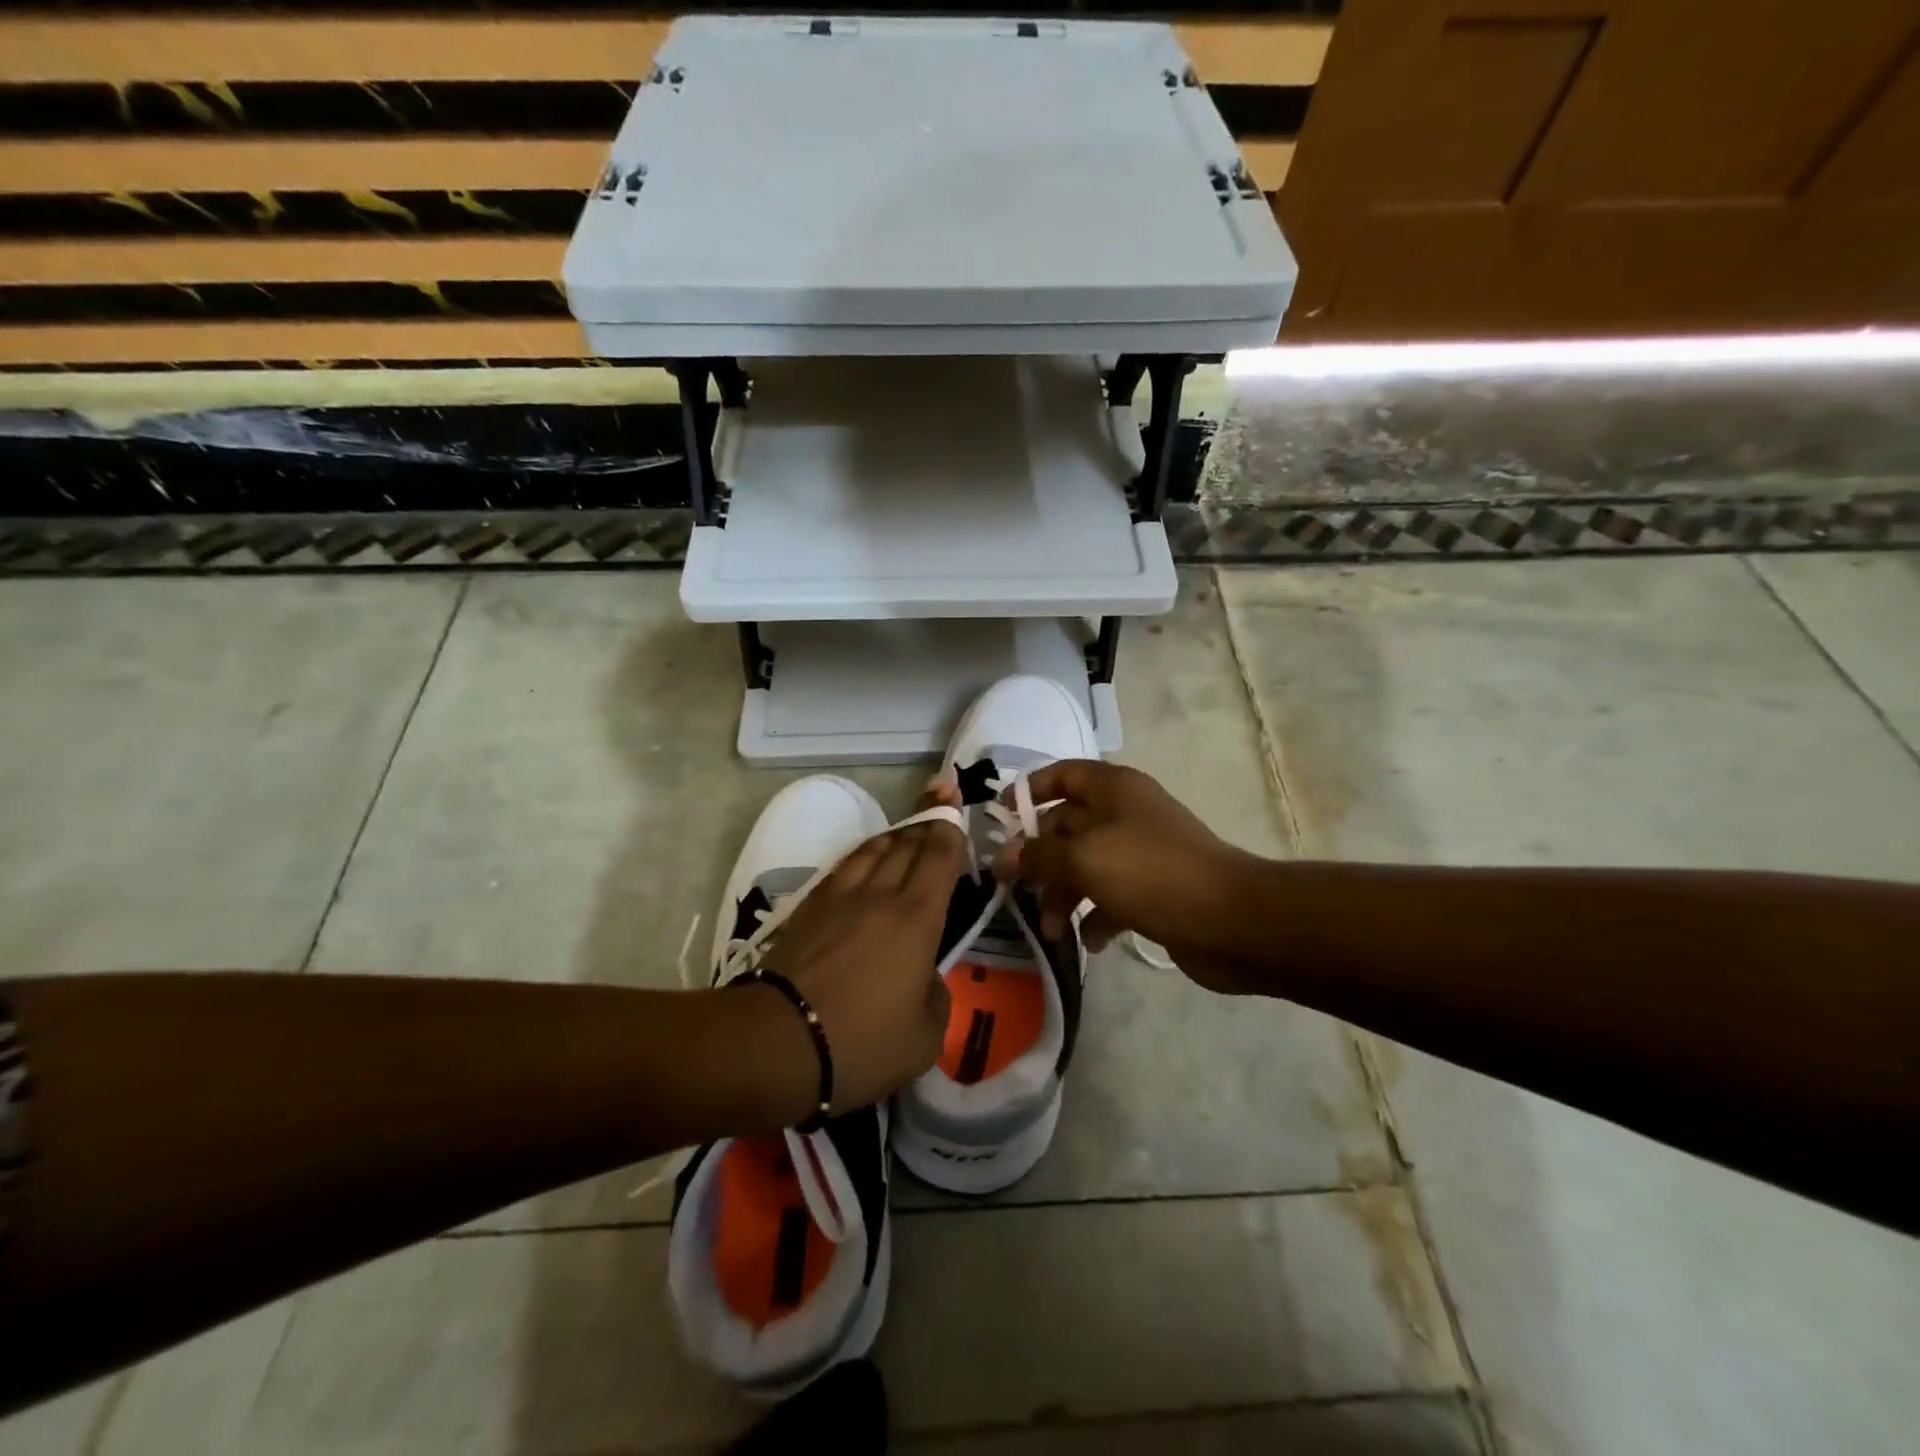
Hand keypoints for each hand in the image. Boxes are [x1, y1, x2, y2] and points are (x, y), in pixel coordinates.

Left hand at [754, 814, 965, 1114]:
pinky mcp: (809, 908)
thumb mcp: (926, 1036)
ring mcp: (840, 897)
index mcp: (918, 918)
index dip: (950, 829)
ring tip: (907, 830)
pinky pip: (844, 866)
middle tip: (940, 800)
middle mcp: (881, 894)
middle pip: (907, 843)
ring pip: (873, 848)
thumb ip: (937, 995)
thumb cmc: (863, 1042)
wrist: (780, 1042)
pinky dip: (863, 854)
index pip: (939, 856)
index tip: (956, 810)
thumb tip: (925, 976)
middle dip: (927, 820)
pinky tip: (864, 861)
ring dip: (896, 835)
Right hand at [997, 760, 1258, 993]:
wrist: (1231, 920)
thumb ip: (1038, 857)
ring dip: (1064, 896)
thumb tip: (1003, 858)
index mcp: (1113, 789)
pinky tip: (1093, 941)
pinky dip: (1096, 917)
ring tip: (1054, 930)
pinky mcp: (1154, 890)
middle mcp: (1126, 814)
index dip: (1031, 790)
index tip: (1002, 818)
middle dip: (1041, 859)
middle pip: (1068, 826)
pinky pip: (1111, 897)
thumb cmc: (1151, 874)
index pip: (1063, 774)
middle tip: (1015, 890)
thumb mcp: (1084, 859)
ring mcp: (1142, 853)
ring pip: (1086, 866)